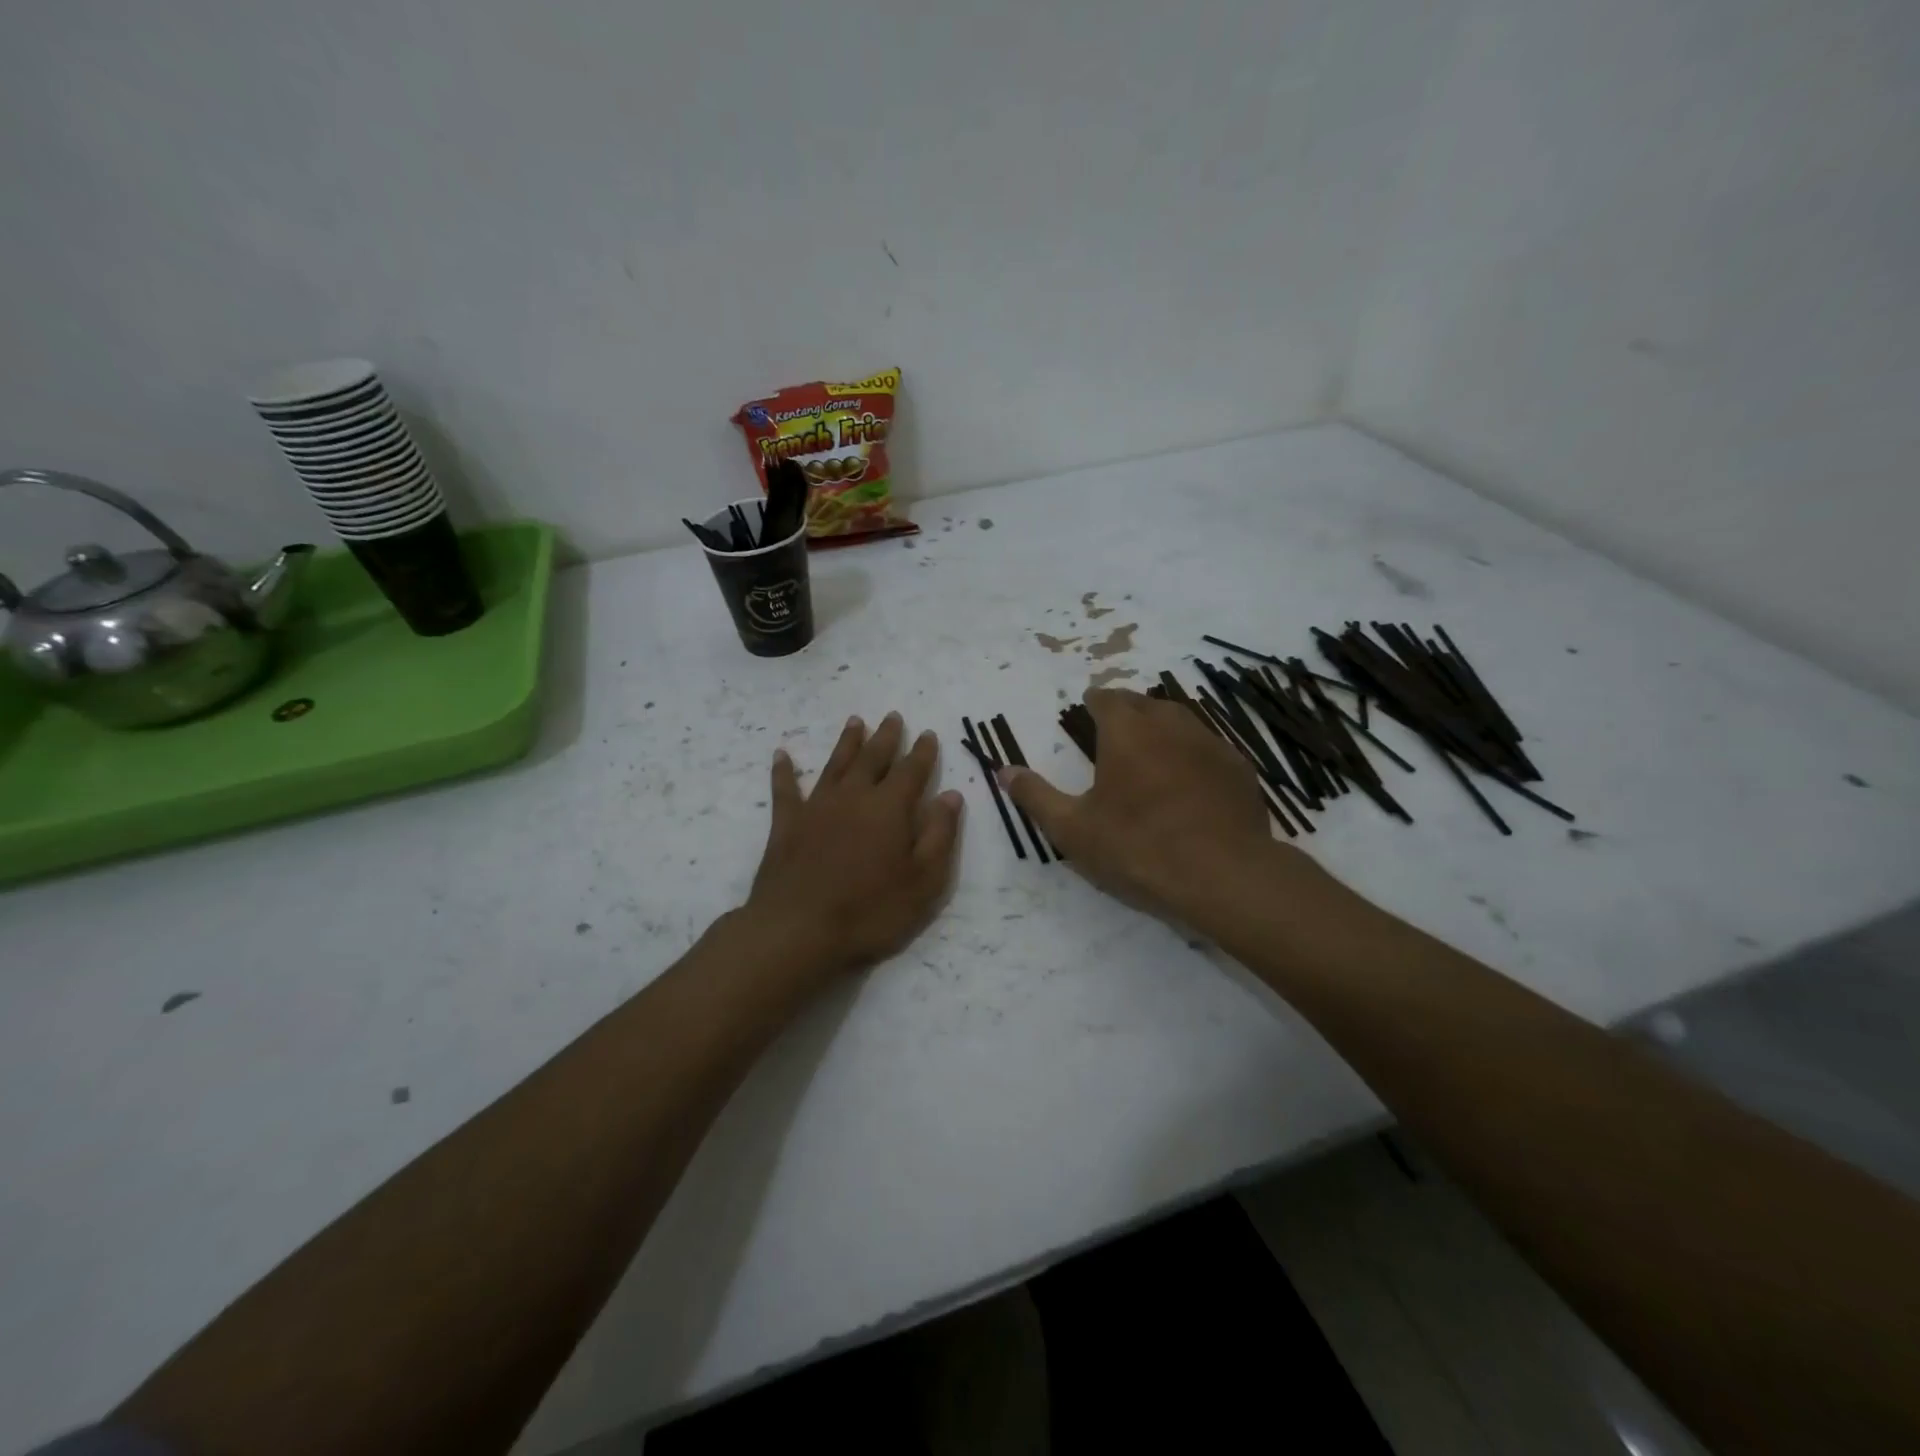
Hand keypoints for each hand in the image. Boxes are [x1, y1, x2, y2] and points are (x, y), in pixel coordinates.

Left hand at [741, 712, 962, 982]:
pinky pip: (785, 789)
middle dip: (886, 737)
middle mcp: (854, 797)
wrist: (799, 930)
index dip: (923, 752)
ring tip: (855, 721)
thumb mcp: (923, 881)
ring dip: (847, 742)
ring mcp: (816, 807)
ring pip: (835, 764)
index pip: (912, 771)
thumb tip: (951, 795)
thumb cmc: (870, 910)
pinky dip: (783, 771)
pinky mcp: (786, 825)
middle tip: (893, 716)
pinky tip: (781, 754)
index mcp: (890, 808)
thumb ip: (940, 834)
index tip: (929, 734)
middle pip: (873, 758)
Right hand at [1002, 688, 1290, 918]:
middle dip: (1128, 710)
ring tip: (1150, 749)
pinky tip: (1189, 780)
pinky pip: (1208, 748)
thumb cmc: (1137, 847)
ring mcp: (1210, 744)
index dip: (1096, 700)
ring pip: (1180, 721)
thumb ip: (1036, 796)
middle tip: (1115, 727)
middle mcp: (1169, 724)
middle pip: (1145, 703)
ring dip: (1161, 728)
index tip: (1089, 706)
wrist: (1223, 875)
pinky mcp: (1238, 768)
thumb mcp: (1073, 829)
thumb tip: (1004, 771)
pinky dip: (1192, 754)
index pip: (1108, 698)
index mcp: (1127, 731)